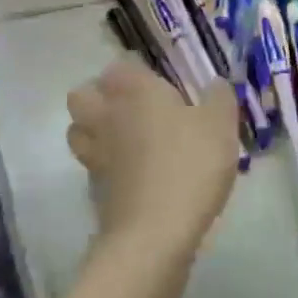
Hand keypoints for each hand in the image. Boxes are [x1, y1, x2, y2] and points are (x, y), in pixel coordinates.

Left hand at [65, 59, 240, 255]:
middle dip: (100, 95)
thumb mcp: (220, 126)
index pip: (120, 66)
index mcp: (134, 90)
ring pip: (77, 128)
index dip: (136, 72)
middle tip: (132, 108)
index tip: (158, 83)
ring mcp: (94, 151)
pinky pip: (90, 163)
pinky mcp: (92, 186)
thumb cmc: (190, 165)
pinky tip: (129, 173)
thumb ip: (219, 97)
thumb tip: (215, 84)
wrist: (155, 231)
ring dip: (93, 128)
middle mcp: (106, 114)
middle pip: (83, 93)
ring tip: (123, 139)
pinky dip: (103, 164)